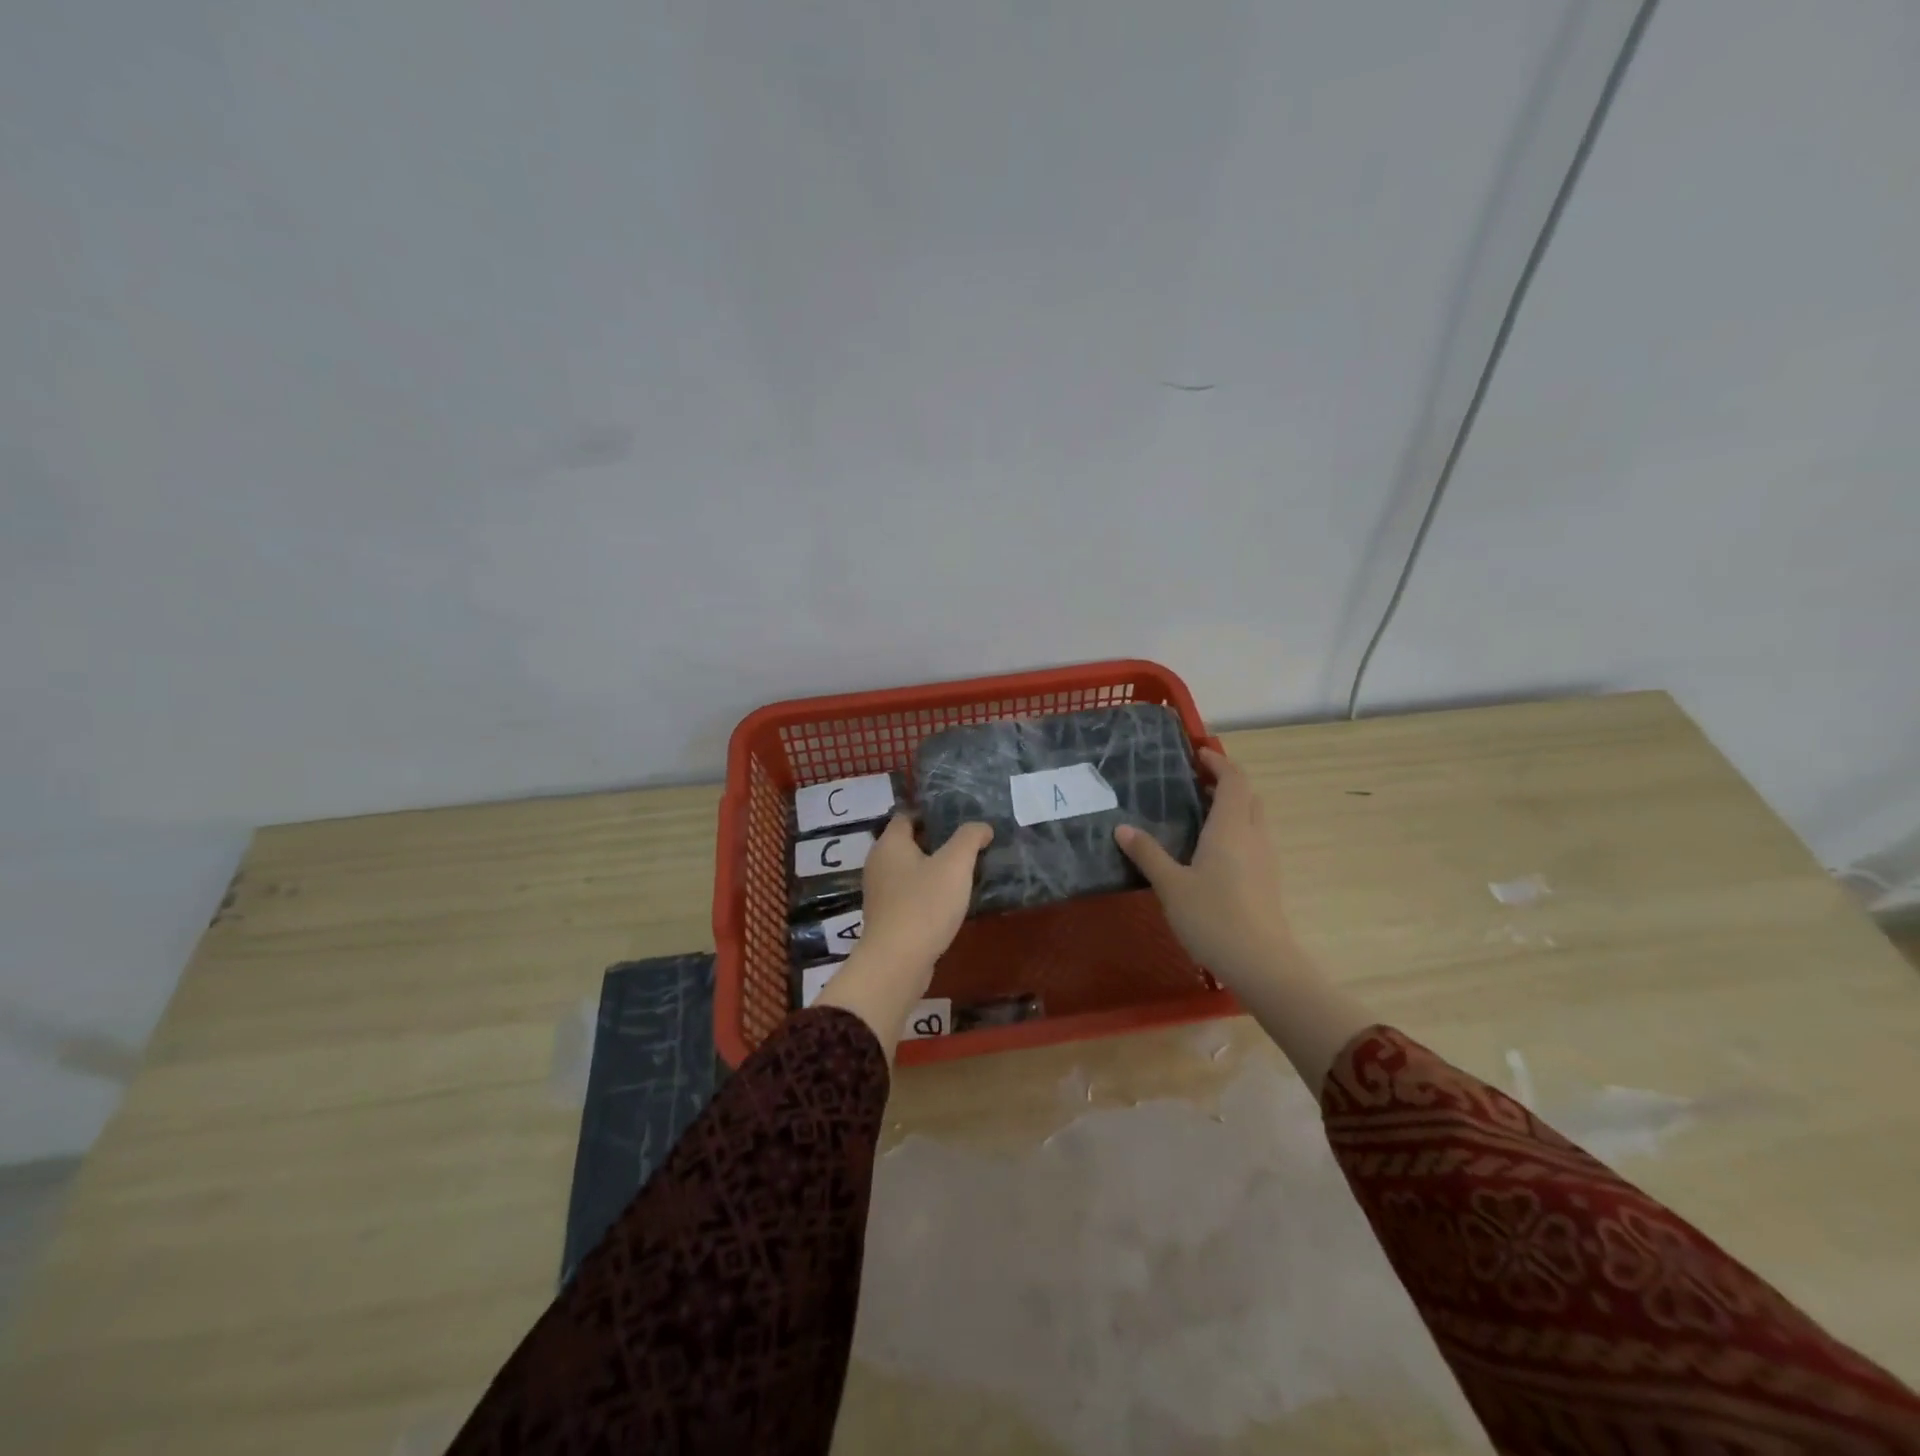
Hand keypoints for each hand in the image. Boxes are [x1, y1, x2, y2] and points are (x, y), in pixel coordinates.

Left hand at [815, 815, 990, 1059]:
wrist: (897, 962)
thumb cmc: (925, 904)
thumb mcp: (955, 865)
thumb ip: (969, 839)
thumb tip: (982, 827)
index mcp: (890, 843)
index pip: (907, 815)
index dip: (931, 813)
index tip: (959, 817)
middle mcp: (879, 863)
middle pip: (909, 842)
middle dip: (936, 841)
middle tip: (968, 843)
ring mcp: (880, 892)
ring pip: (909, 870)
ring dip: (933, 869)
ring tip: (964, 871)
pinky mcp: (887, 917)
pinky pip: (909, 894)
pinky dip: (927, 892)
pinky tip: (950, 900)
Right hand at [1115, 747, 1298, 988]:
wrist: (1261, 963)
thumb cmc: (1213, 917)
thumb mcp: (1170, 885)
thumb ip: (1147, 854)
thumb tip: (1122, 828)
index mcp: (1230, 827)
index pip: (1234, 780)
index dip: (1219, 762)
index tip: (1198, 752)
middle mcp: (1253, 836)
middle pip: (1247, 796)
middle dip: (1225, 782)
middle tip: (1194, 781)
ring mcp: (1265, 859)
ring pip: (1252, 818)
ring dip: (1231, 806)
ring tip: (1198, 812)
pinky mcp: (1267, 880)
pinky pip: (1252, 840)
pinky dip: (1234, 830)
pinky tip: (1210, 850)